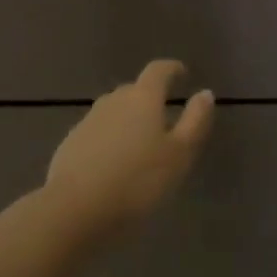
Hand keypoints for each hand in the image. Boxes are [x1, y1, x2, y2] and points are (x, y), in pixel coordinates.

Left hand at [46, 60, 214, 225]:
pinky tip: (114, 163)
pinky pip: (98, 133)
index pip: (159, 71)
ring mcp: (88, 120)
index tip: (182, 73)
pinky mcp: (71, 142)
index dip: (172, 69)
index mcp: (142, 98)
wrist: (74, 207)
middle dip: (150, 99)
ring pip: (114, 112)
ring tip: (141, 144)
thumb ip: (195, 121)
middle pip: (134, 91)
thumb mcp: (179, 155)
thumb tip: (205, 93)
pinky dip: (110, 140)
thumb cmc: (137, 180)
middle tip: (165, 120)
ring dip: (129, 121)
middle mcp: (113, 100)